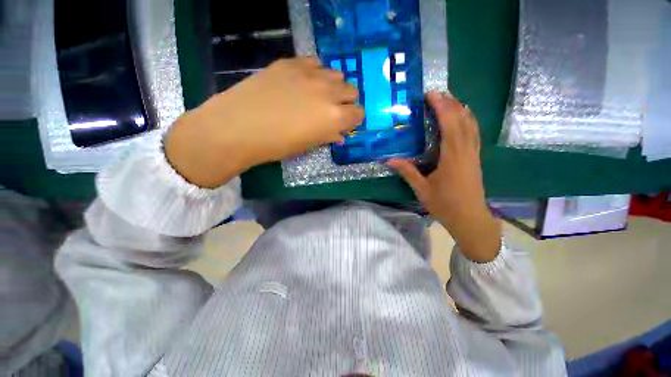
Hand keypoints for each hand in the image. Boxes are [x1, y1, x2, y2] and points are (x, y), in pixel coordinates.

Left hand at [165, 57, 363, 187]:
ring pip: (336, 74)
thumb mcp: (308, 145)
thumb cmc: (277, 145)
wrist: (238, 127)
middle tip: (332, 110)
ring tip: (318, 95)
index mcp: (335, 117)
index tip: (346, 123)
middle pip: (351, 91)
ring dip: (333, 86)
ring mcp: (310, 73)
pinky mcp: (290, 62)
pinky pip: (314, 63)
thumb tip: (340, 134)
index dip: (354, 119)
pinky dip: (315, 73)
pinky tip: (303, 82)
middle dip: (346, 102)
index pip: (359, 113)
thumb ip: (328, 136)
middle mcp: (328, 92)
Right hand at [387, 92, 500, 262]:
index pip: (449, 125)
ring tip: (449, 100)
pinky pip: (474, 133)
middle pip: (463, 120)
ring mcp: (474, 154)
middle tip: (437, 93)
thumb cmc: (445, 204)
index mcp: (453, 157)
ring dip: (461, 110)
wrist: (470, 219)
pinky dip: (468, 121)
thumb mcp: (422, 189)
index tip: (431, 95)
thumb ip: (407, 172)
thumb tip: (389, 160)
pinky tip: (463, 118)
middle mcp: (466, 150)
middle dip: (451, 104)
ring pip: (471, 125)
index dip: (441, 107)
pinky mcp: (475, 158)